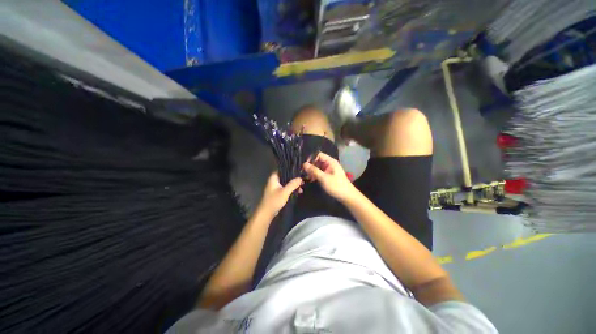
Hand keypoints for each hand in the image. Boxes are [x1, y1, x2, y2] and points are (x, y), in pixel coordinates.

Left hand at [257, 172, 302, 217]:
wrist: (266, 213)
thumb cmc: (274, 201)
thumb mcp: (285, 192)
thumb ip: (292, 184)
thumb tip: (300, 178)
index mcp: (273, 178)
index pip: (282, 169)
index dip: (290, 169)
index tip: (299, 170)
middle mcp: (274, 181)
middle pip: (285, 176)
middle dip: (294, 178)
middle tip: (303, 179)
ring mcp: (276, 187)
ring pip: (287, 182)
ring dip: (294, 184)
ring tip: (302, 186)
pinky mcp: (278, 193)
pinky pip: (286, 188)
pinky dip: (292, 189)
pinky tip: (298, 191)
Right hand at [303, 152, 357, 202]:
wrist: (347, 197)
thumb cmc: (336, 186)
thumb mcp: (324, 178)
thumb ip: (314, 171)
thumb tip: (304, 164)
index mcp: (330, 161)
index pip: (318, 155)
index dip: (311, 158)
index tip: (304, 165)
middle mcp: (329, 164)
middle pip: (317, 161)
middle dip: (310, 165)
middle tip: (303, 172)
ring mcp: (329, 170)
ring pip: (317, 167)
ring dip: (312, 171)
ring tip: (306, 176)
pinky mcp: (328, 176)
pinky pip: (319, 172)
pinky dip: (315, 175)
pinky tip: (310, 179)